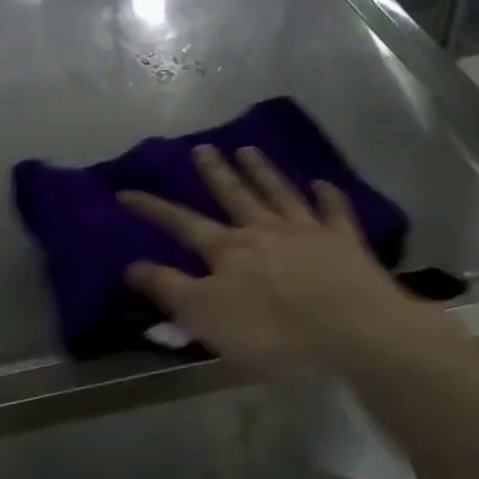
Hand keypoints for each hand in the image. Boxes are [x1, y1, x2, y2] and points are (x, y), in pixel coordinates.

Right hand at [119, 144, 443, 369]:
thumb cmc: (271, 331)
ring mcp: (307, 232)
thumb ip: (168, 289)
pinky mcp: (345, 243)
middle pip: (234, 195)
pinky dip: (327, 196)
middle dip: (215, 172)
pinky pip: (334, 212)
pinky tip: (322, 183)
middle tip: (202, 148)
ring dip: (262, 171)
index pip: (181, 223)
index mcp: (227, 250)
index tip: (126, 191)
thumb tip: (131, 266)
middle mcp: (264, 231)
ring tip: (248, 149)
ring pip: (279, 193)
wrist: (352, 330)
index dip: (152, 208)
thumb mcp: (205, 317)